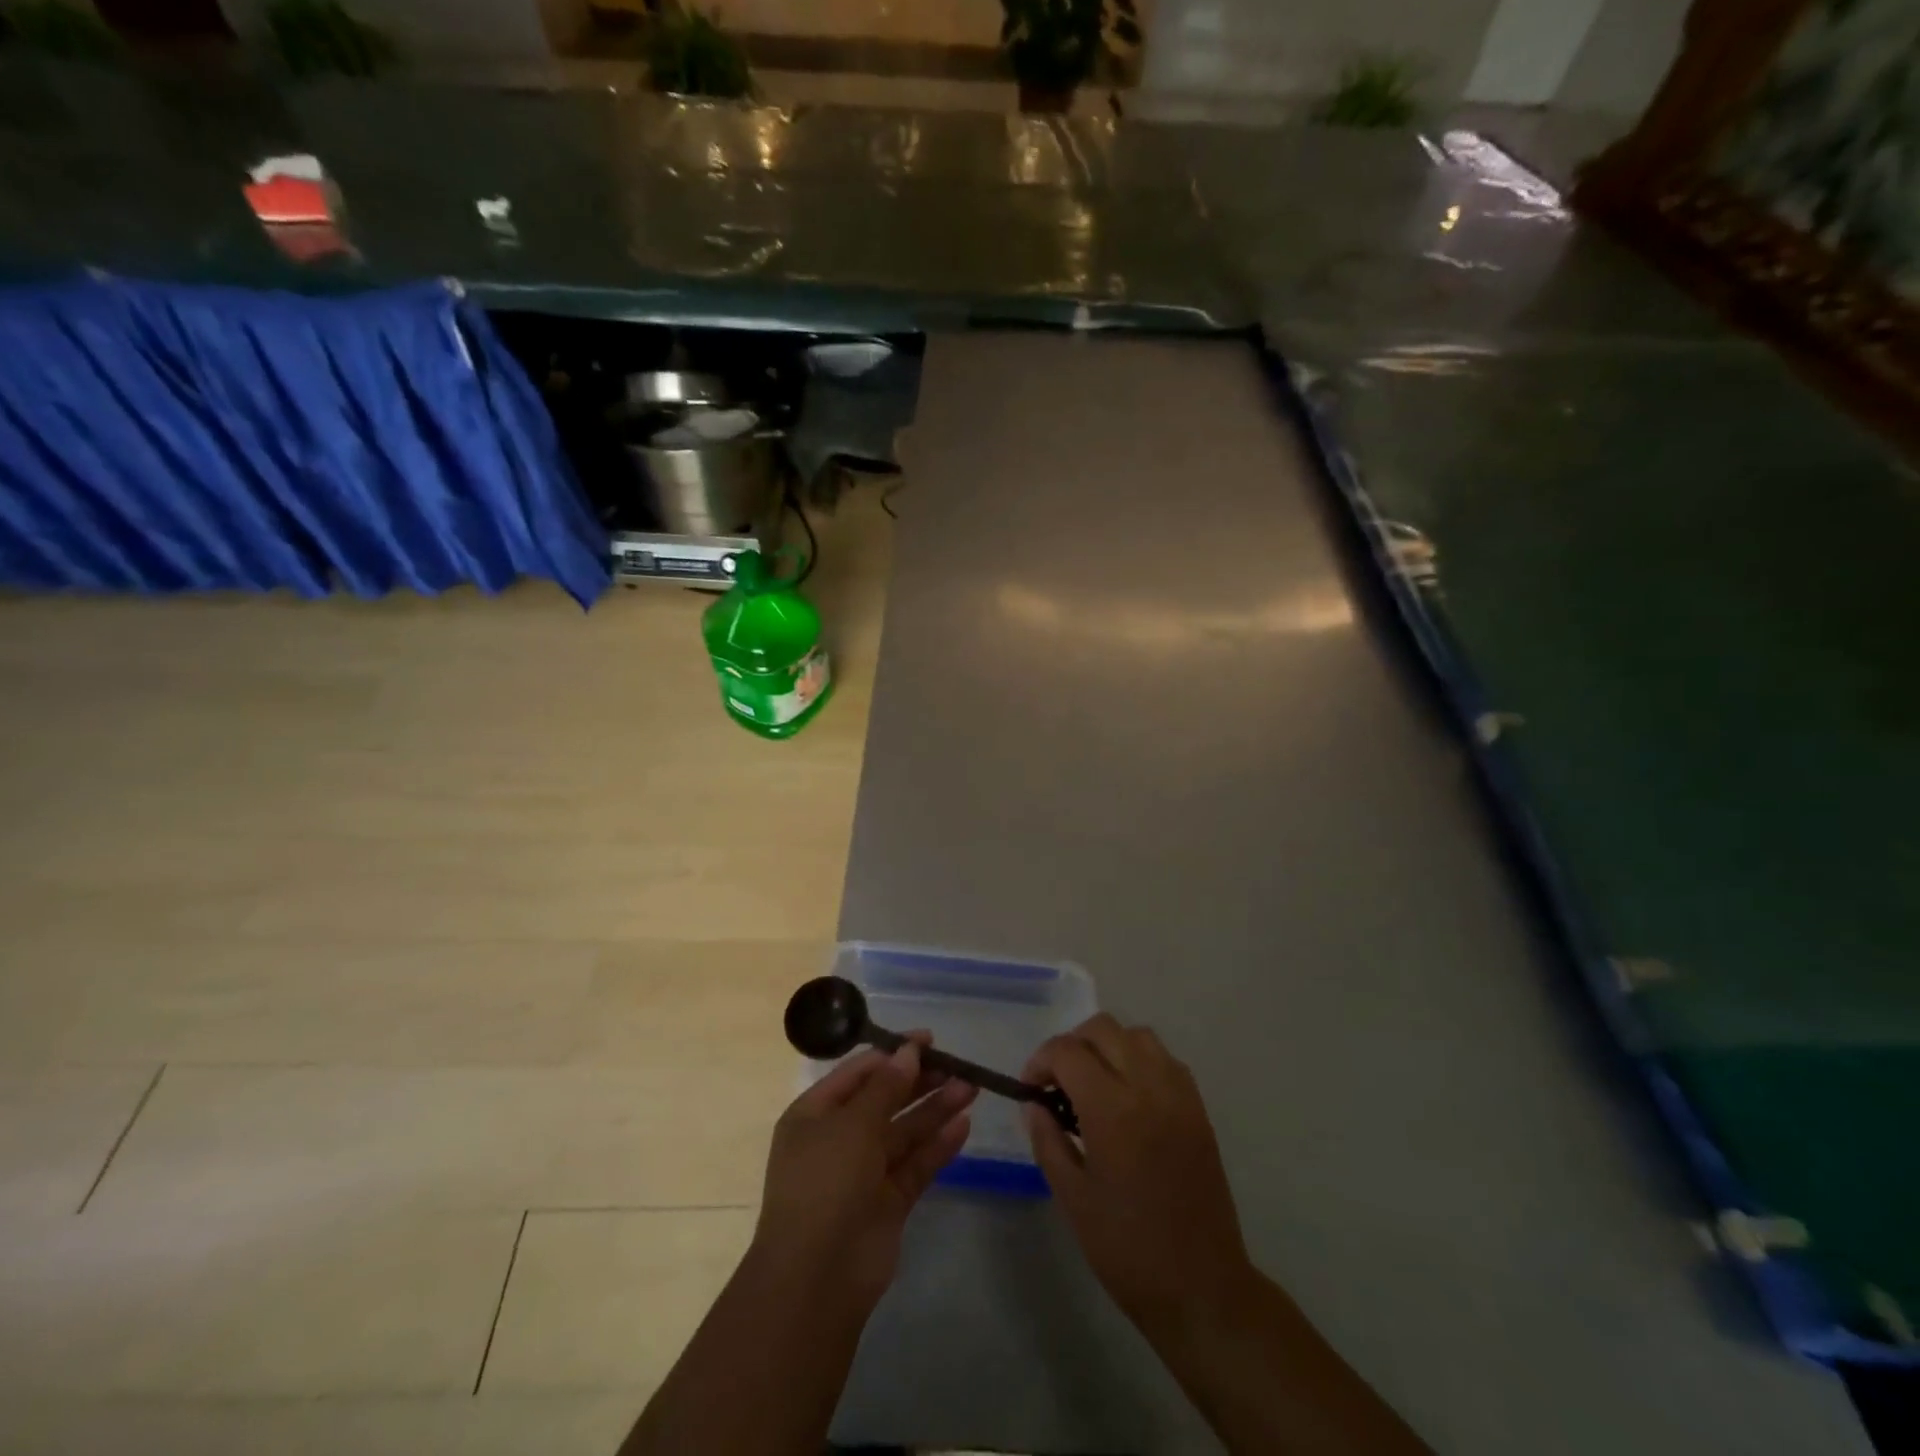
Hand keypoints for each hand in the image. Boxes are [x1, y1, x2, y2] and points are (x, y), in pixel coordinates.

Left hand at [753, 1036, 976, 1309]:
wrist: (816, 1279)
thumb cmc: (825, 1183)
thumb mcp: (853, 1124)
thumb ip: (885, 1086)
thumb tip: (909, 1051)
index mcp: (815, 1114)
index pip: (859, 1073)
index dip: (893, 1054)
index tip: (929, 1040)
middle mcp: (839, 1139)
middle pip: (885, 1100)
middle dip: (920, 1081)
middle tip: (958, 1065)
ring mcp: (864, 1172)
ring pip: (905, 1131)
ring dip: (935, 1109)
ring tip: (971, 1088)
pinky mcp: (888, 1202)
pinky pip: (916, 1164)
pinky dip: (938, 1145)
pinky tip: (964, 1125)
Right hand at [1024, 1014, 1253, 1330]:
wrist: (1202, 1288)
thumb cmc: (1128, 1249)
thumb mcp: (1073, 1198)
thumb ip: (1048, 1140)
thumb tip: (1033, 1104)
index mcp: (1113, 1110)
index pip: (1068, 1052)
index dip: (1041, 1061)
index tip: (1030, 1088)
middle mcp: (1148, 1087)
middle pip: (1103, 1029)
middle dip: (1072, 1045)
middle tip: (1057, 1083)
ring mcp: (1179, 1095)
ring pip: (1137, 1035)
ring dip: (1108, 1046)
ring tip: (1093, 1084)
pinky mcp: (1198, 1108)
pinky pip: (1164, 1059)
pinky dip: (1139, 1060)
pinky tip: (1128, 1096)